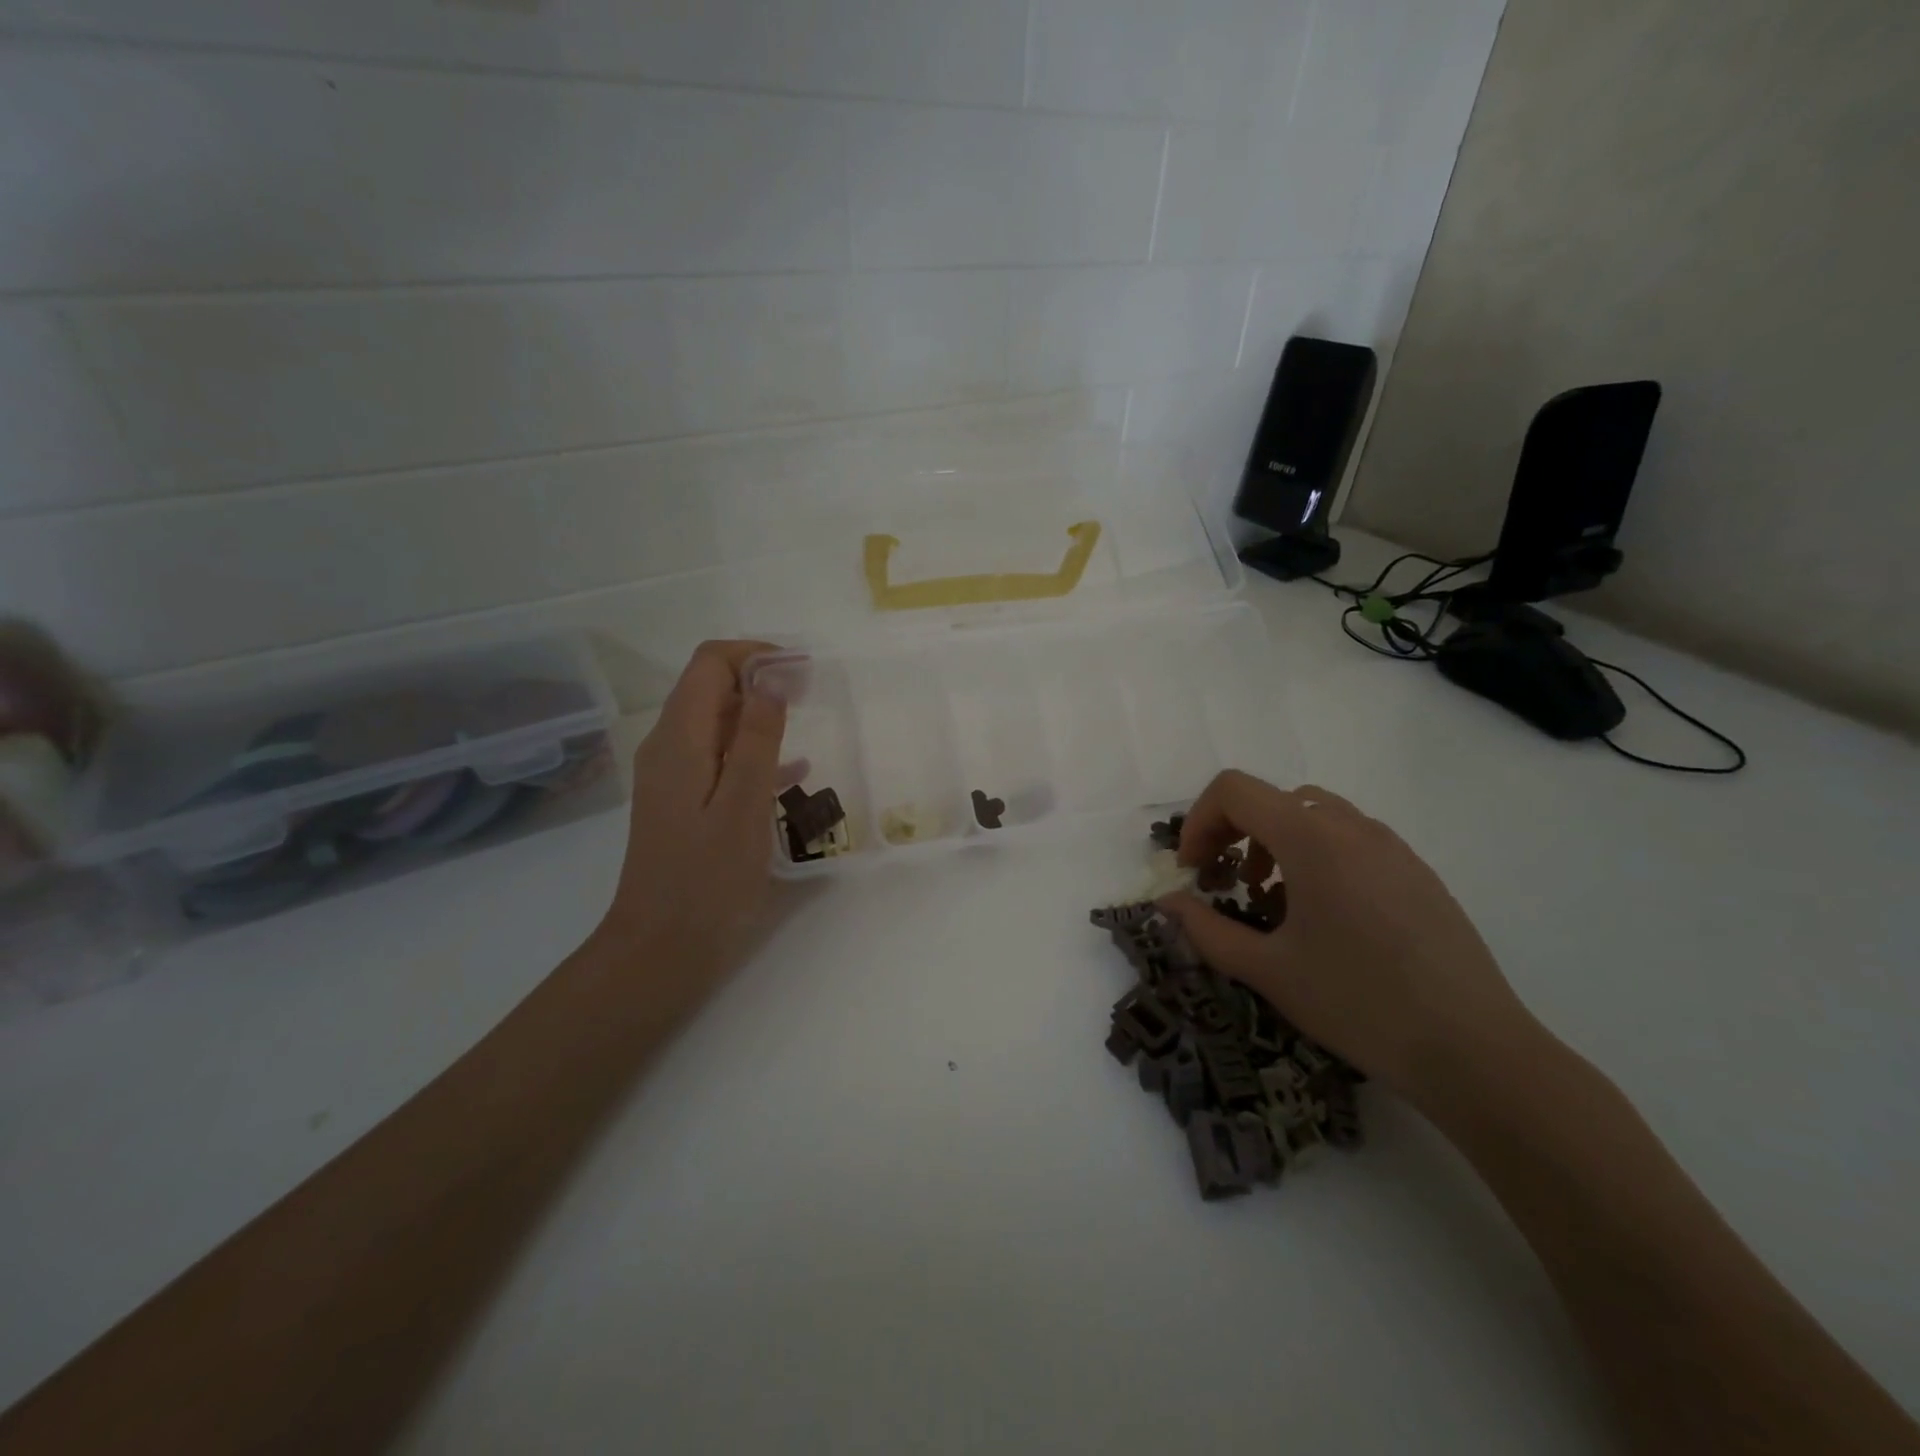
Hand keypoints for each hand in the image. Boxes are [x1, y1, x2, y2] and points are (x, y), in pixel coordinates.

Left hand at [594, 641, 788, 997]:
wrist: (661, 950)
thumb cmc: (707, 880)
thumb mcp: (742, 805)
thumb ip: (757, 737)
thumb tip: (773, 676)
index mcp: (678, 740)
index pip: (710, 663)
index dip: (756, 655)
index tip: (803, 671)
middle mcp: (668, 748)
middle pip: (710, 687)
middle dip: (760, 679)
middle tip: (813, 694)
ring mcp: (673, 777)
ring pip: (716, 723)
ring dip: (760, 714)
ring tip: (808, 724)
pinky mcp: (683, 803)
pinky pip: (720, 758)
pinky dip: (753, 752)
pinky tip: (793, 774)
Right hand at [1159, 771, 1544, 1104]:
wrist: (1475, 1051)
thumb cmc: (1358, 1003)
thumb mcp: (1267, 970)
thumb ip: (1205, 929)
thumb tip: (1167, 903)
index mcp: (1312, 839)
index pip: (1234, 790)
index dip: (1198, 821)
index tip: (1193, 871)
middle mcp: (1352, 827)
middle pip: (1272, 799)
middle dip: (1233, 832)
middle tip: (1223, 883)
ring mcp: (1392, 847)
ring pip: (1313, 817)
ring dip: (1275, 843)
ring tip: (1270, 901)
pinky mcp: (1417, 872)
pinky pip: (1350, 841)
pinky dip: (1316, 857)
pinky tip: (1322, 918)